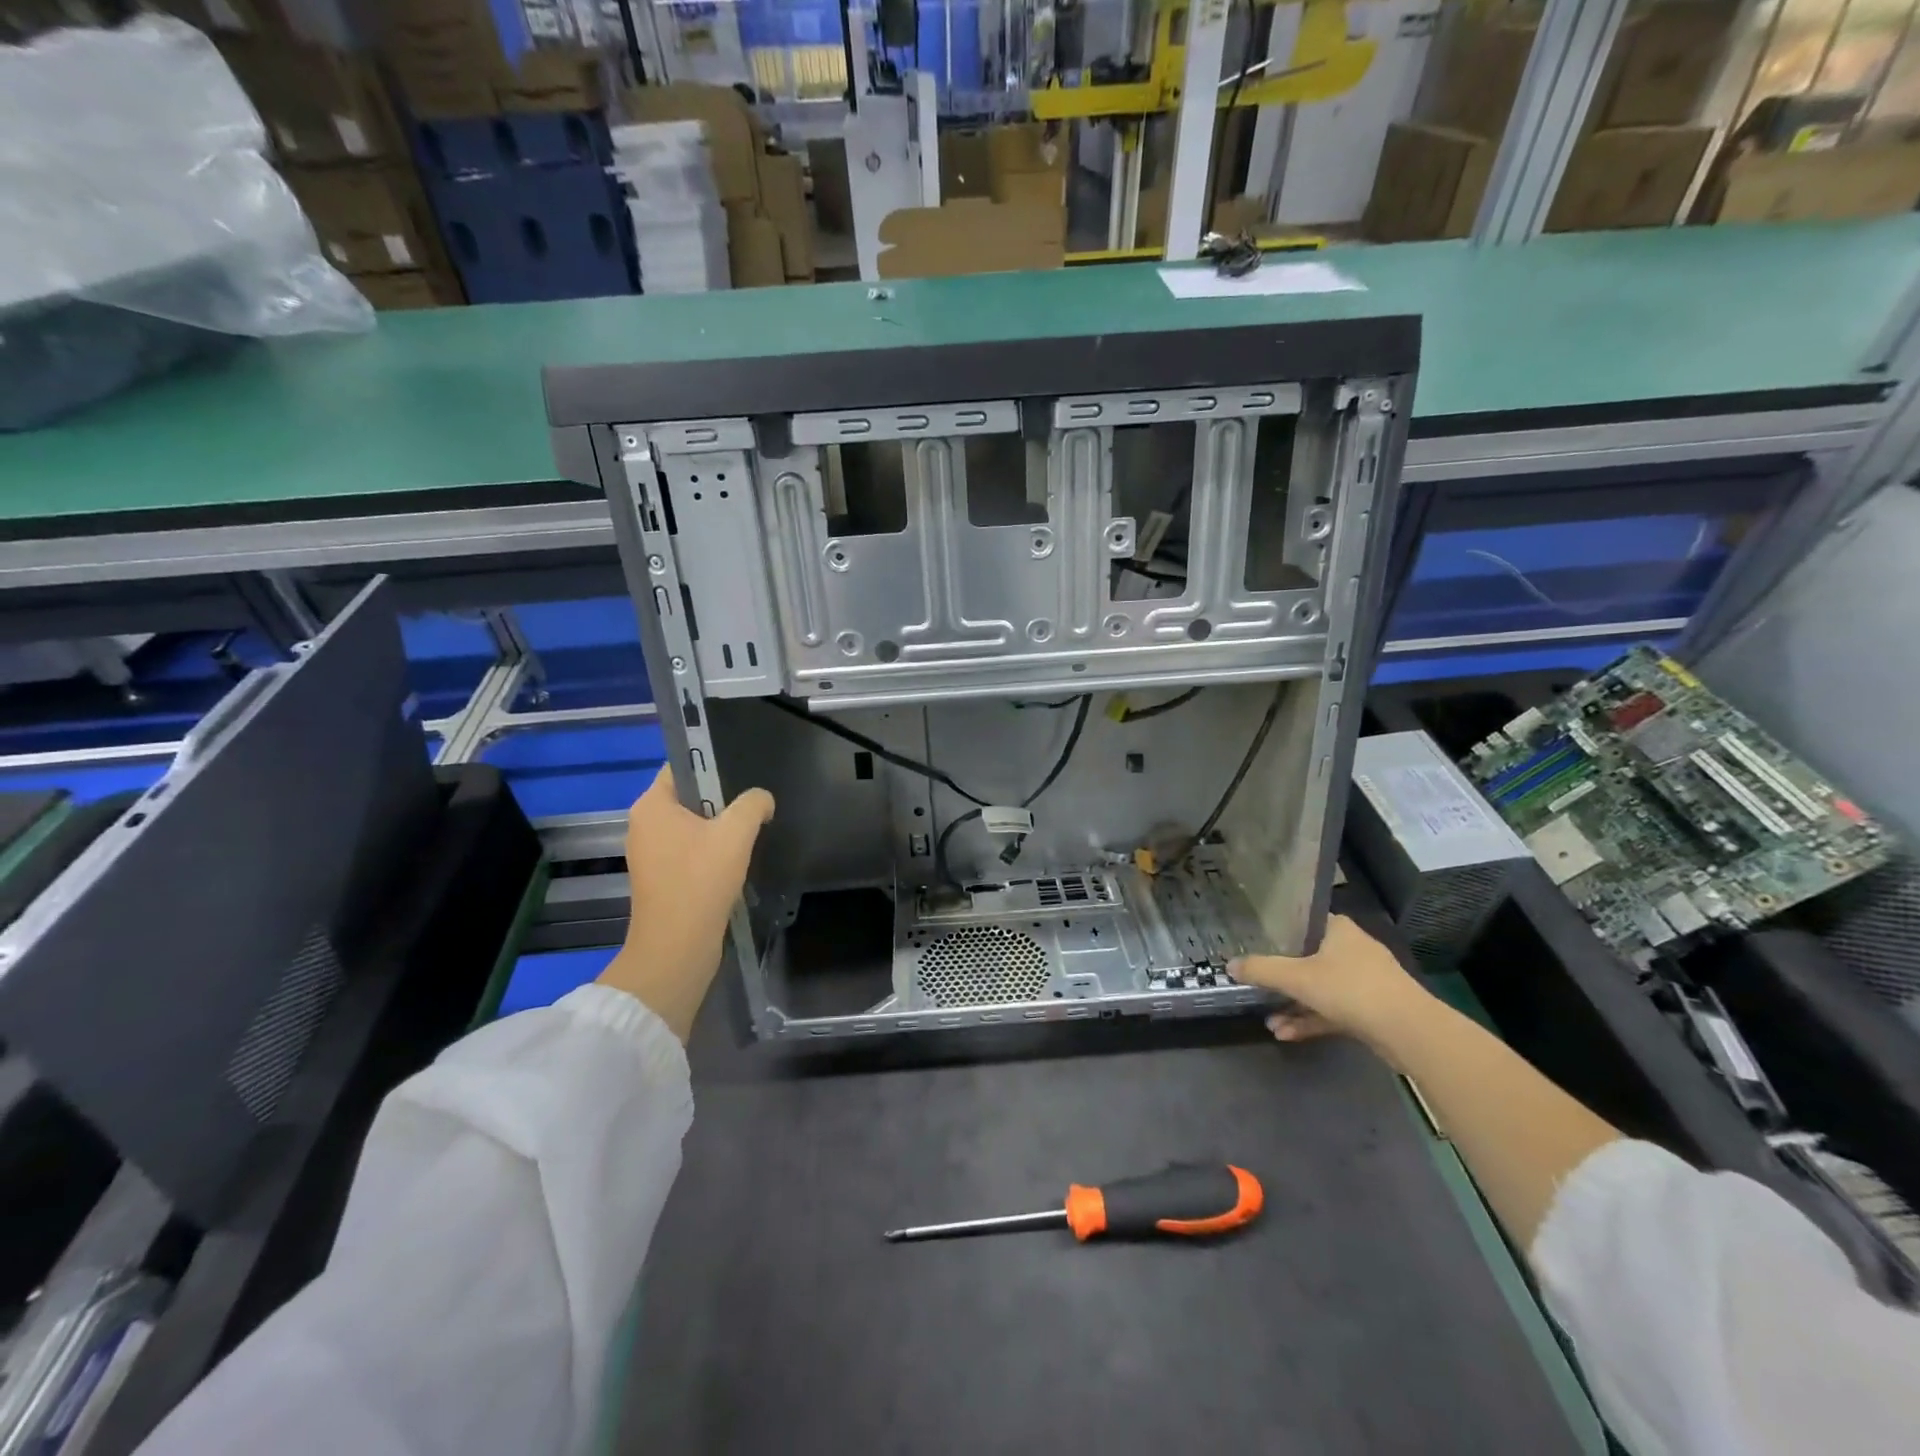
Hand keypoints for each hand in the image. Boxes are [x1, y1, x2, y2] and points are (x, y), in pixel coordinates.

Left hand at [597, 767, 774, 1041]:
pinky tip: (736, 861)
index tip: (742, 771)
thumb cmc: (700, 881)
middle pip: (689, 796)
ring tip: (750, 833)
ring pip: (692, 826)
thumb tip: (761, 800)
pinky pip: (689, 851)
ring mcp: (650, 854)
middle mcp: (643, 825)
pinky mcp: (661, 879)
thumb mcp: (736, 833)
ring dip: (719, 829)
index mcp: (651, 806)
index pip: (680, 766)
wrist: (677, 949)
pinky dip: (711, 852)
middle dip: (721, 799)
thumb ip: (753, 805)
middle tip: (753, 804)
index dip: (711, 763)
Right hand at [1229, 915, 1432, 1058]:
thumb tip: (1229, 965)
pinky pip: (1333, 1011)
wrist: (1409, 1031)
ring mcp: (1365, 982)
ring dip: (1294, 1006)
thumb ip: (1261, 970)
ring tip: (1269, 1023)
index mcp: (1338, 930)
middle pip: (1308, 958)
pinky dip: (1311, 1020)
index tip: (1255, 943)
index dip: (1278, 932)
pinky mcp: (1372, 1010)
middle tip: (1257, 987)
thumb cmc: (1350, 989)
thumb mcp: (1296, 977)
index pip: (1303, 922)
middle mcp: (1352, 950)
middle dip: (1281, 979)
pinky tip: (1286, 1034)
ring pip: (1320, 989)